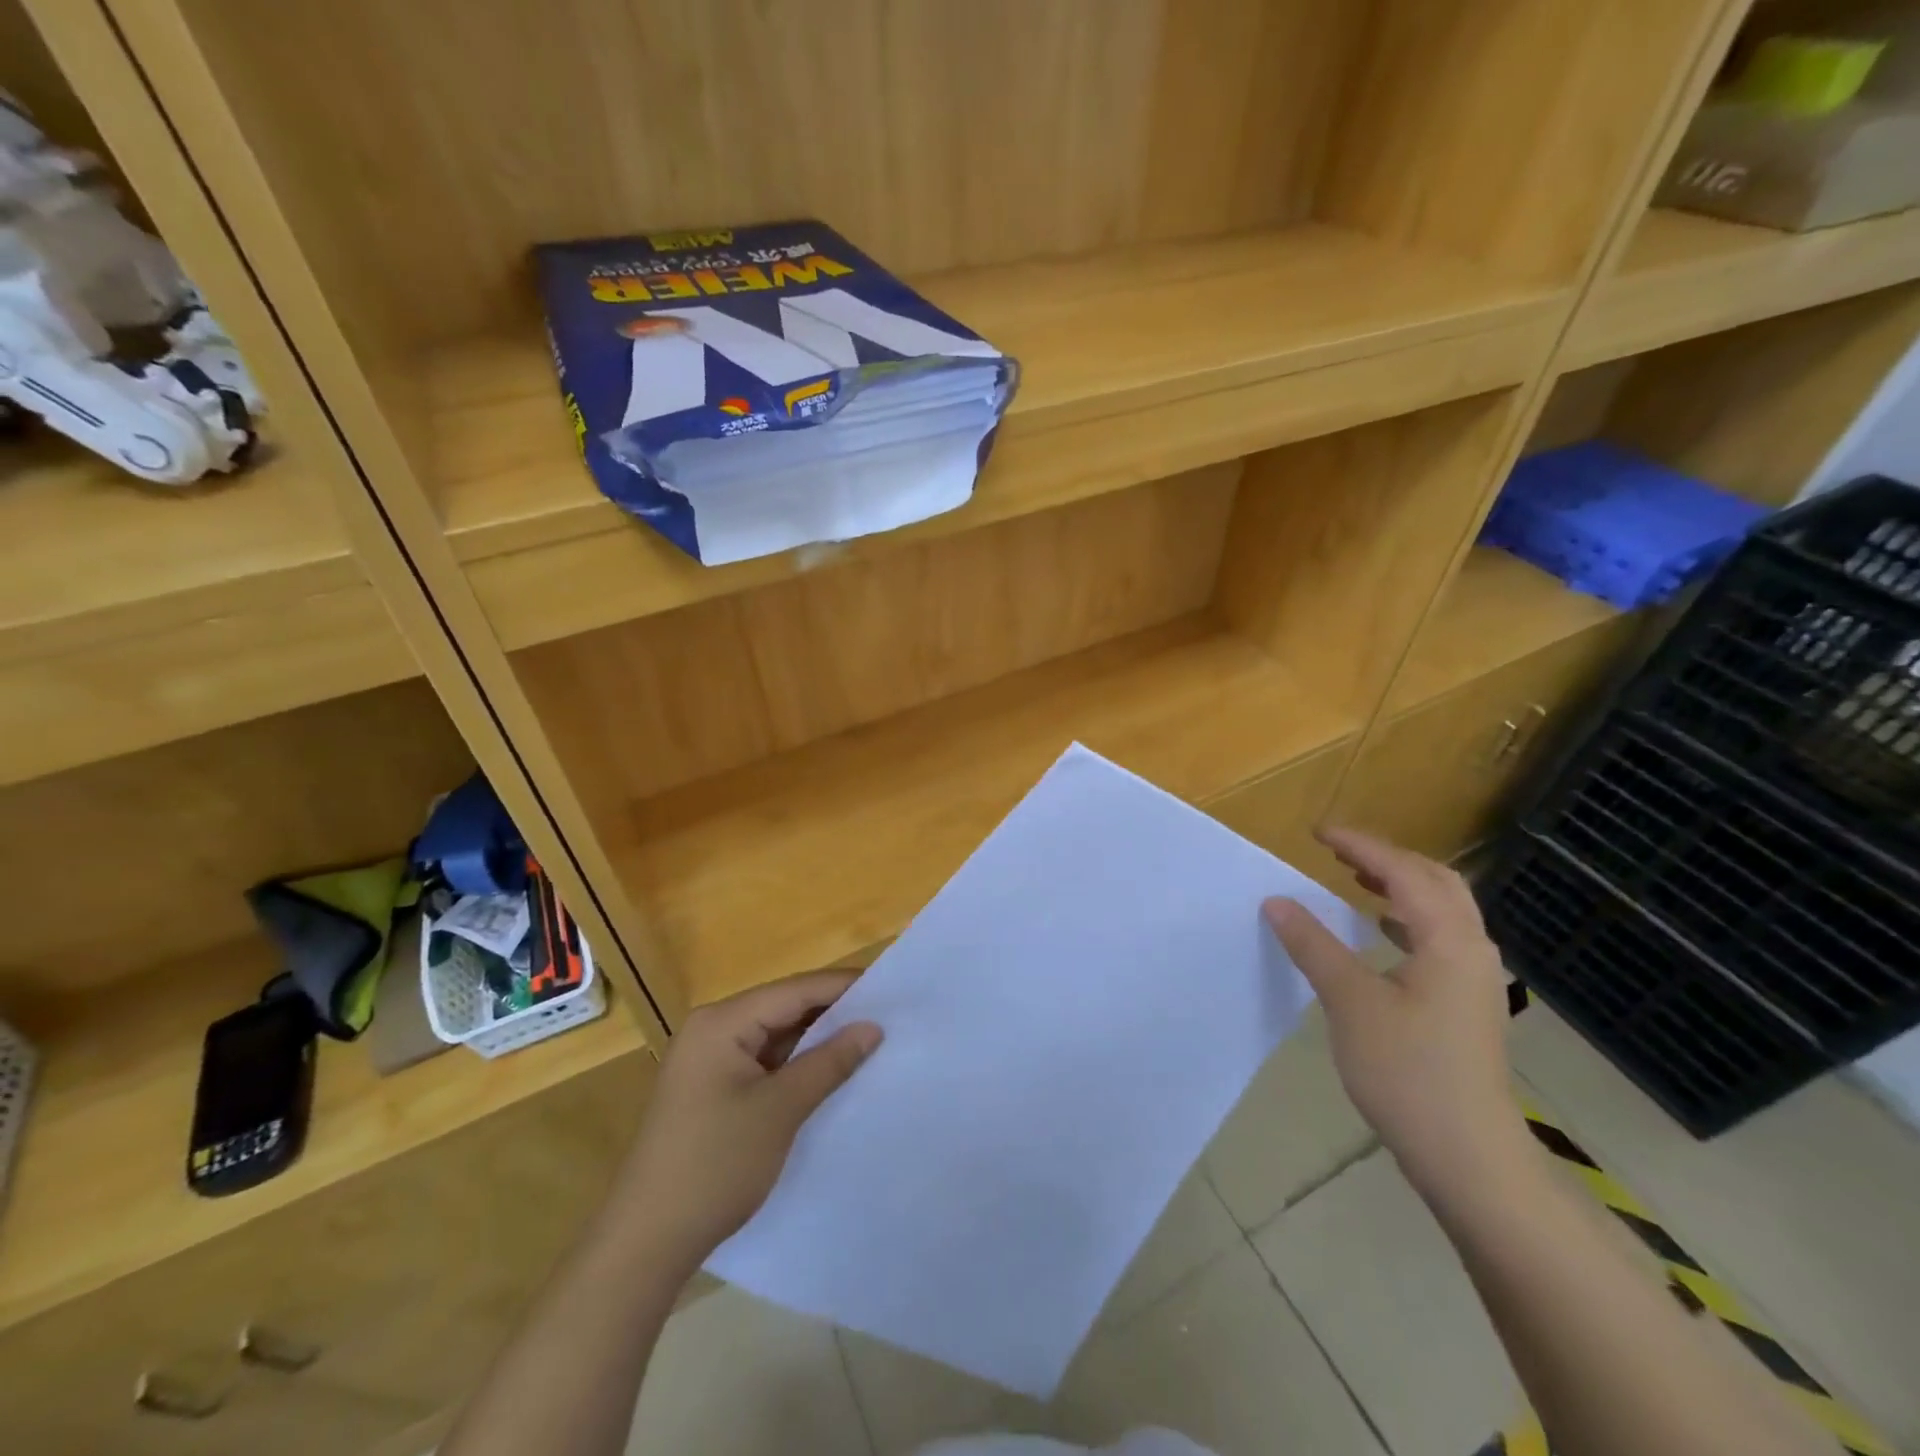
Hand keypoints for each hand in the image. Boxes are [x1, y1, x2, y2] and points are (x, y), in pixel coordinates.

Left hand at [615, 970, 881, 1271]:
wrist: (645, 1242)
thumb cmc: (715, 1165)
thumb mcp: (780, 1109)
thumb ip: (829, 1062)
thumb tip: (873, 1027)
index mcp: (721, 1022)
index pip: (794, 990)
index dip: (843, 987)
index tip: (890, 988)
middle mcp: (712, 1030)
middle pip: (784, 1008)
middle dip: (832, 1013)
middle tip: (887, 1016)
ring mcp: (709, 1061)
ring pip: (775, 1036)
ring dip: (816, 1041)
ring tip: (868, 1041)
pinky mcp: (711, 1090)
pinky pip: (763, 1062)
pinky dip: (795, 1066)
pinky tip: (830, 1073)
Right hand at [1262, 827, 1523, 1201]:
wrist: (1469, 1157)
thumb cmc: (1409, 1072)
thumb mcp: (1350, 1003)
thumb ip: (1314, 945)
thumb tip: (1277, 901)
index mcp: (1448, 940)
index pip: (1403, 873)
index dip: (1360, 847)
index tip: (1318, 833)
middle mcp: (1471, 949)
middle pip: (1436, 882)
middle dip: (1386, 859)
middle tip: (1338, 853)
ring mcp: (1474, 979)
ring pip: (1442, 911)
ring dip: (1399, 887)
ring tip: (1356, 881)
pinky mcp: (1467, 1005)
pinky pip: (1439, 938)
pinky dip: (1406, 919)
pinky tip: (1379, 934)